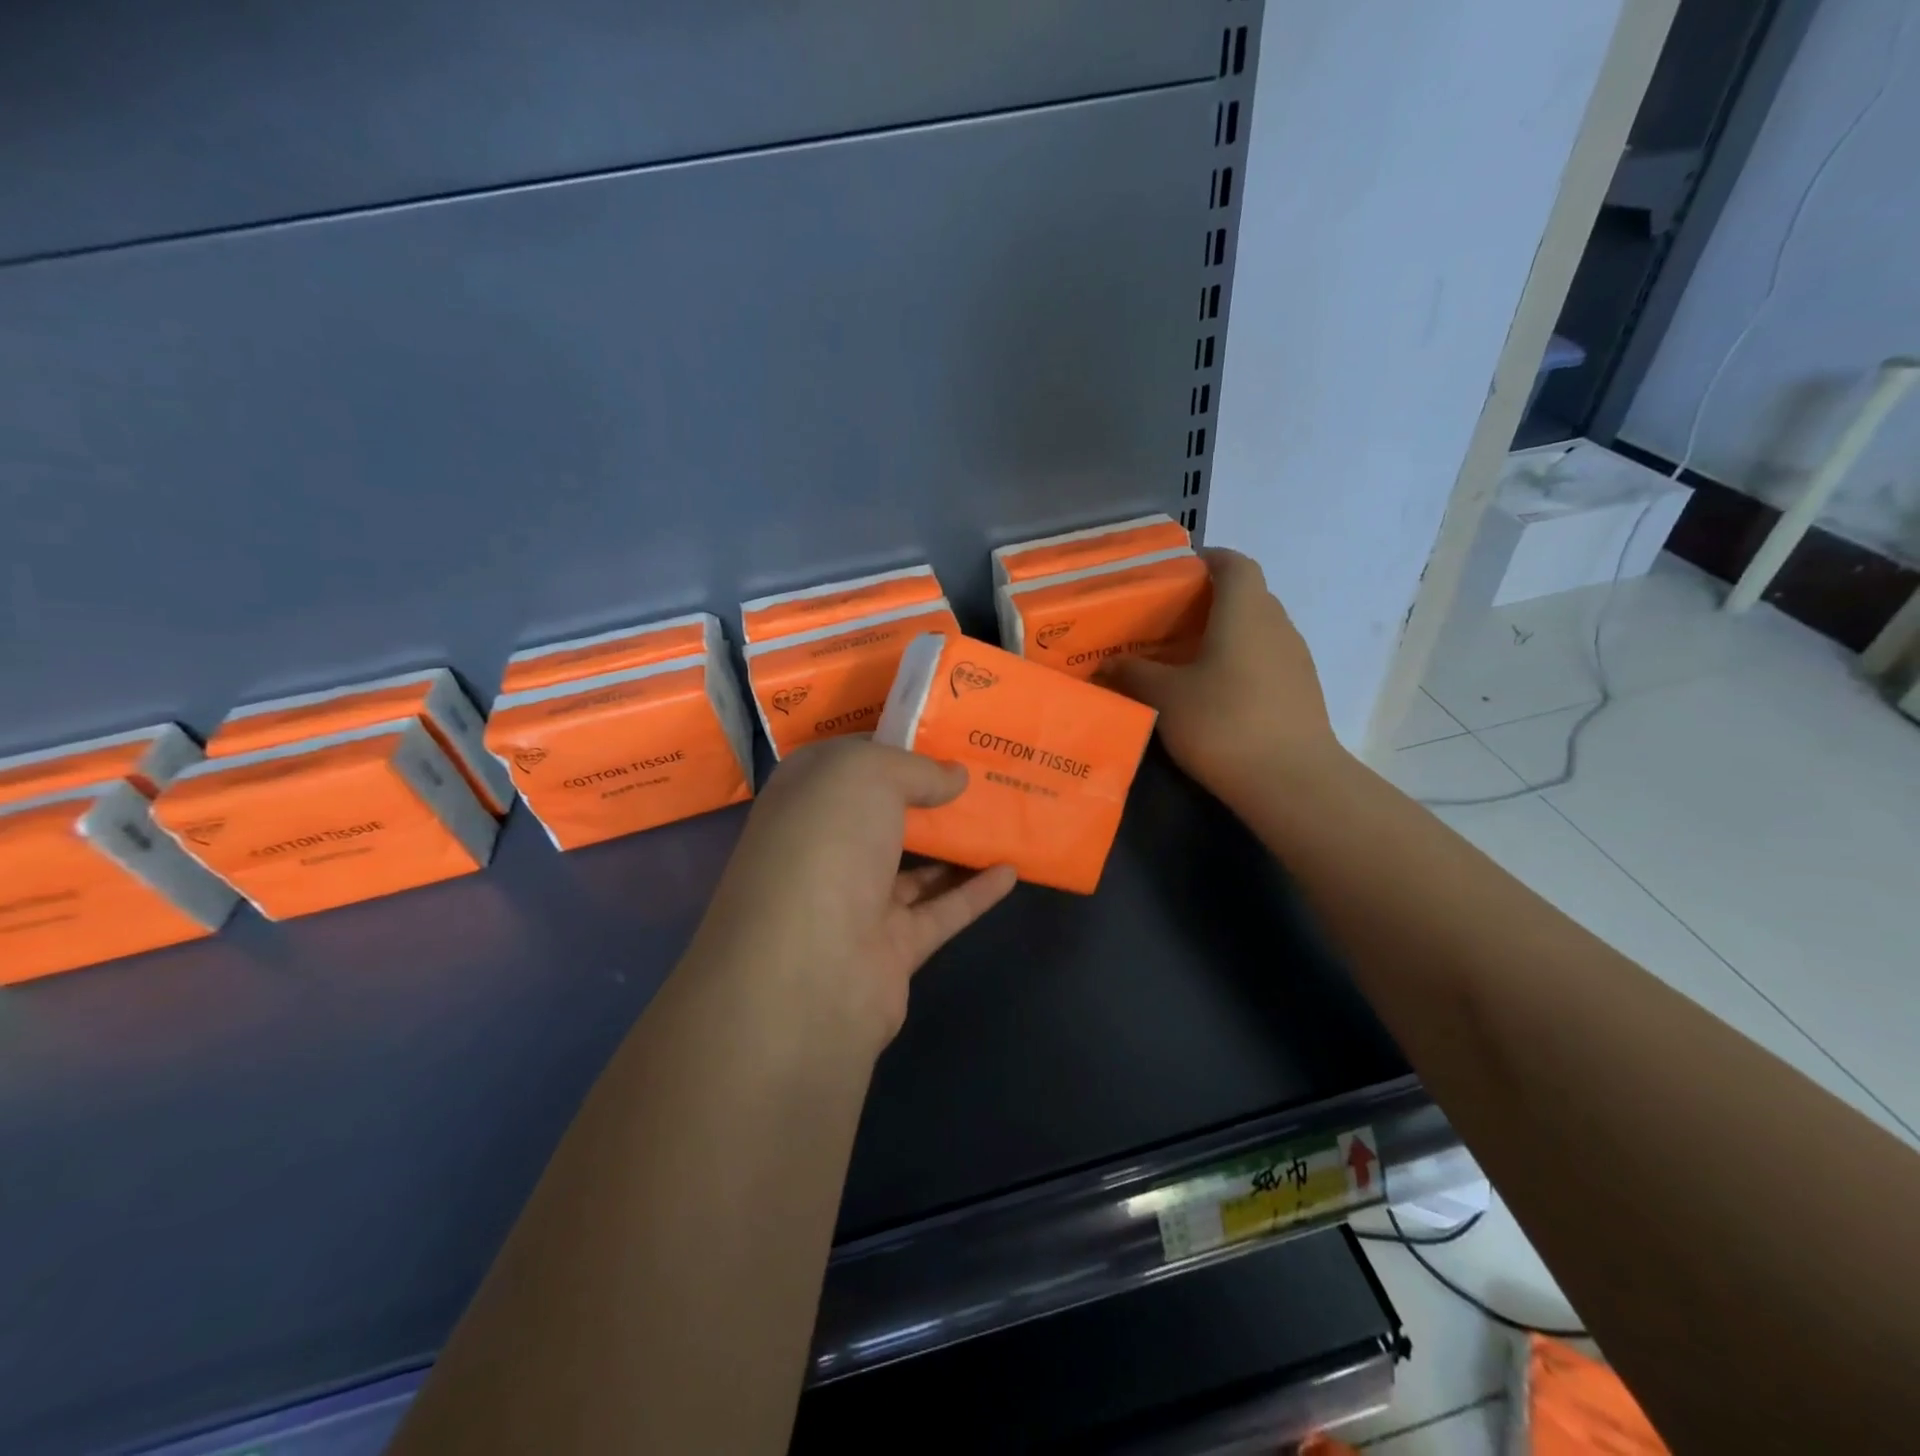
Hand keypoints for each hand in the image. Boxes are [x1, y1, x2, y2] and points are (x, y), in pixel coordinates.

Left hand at [687, 738, 1017, 1050]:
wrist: (808, 970)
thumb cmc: (826, 846)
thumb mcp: (866, 776)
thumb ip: (915, 769)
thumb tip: (953, 776)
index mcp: (805, 800)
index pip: (848, 763)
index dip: (892, 746)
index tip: (942, 735)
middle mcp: (825, 849)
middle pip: (882, 816)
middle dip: (926, 796)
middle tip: (982, 773)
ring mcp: (855, 902)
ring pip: (913, 867)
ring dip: (954, 845)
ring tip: (1002, 817)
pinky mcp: (891, 948)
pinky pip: (941, 912)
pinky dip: (976, 892)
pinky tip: (1012, 870)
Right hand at [1100, 548, 1339, 801]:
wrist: (1290, 781)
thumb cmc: (1222, 722)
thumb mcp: (1164, 697)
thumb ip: (1134, 673)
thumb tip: (1108, 663)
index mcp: (1245, 611)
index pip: (1234, 563)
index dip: (1208, 559)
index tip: (1177, 572)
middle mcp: (1276, 624)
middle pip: (1246, 595)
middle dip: (1209, 601)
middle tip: (1168, 620)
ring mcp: (1295, 658)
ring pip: (1257, 630)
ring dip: (1225, 634)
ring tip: (1186, 658)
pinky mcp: (1301, 691)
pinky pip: (1266, 660)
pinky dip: (1240, 662)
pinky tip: (1214, 692)